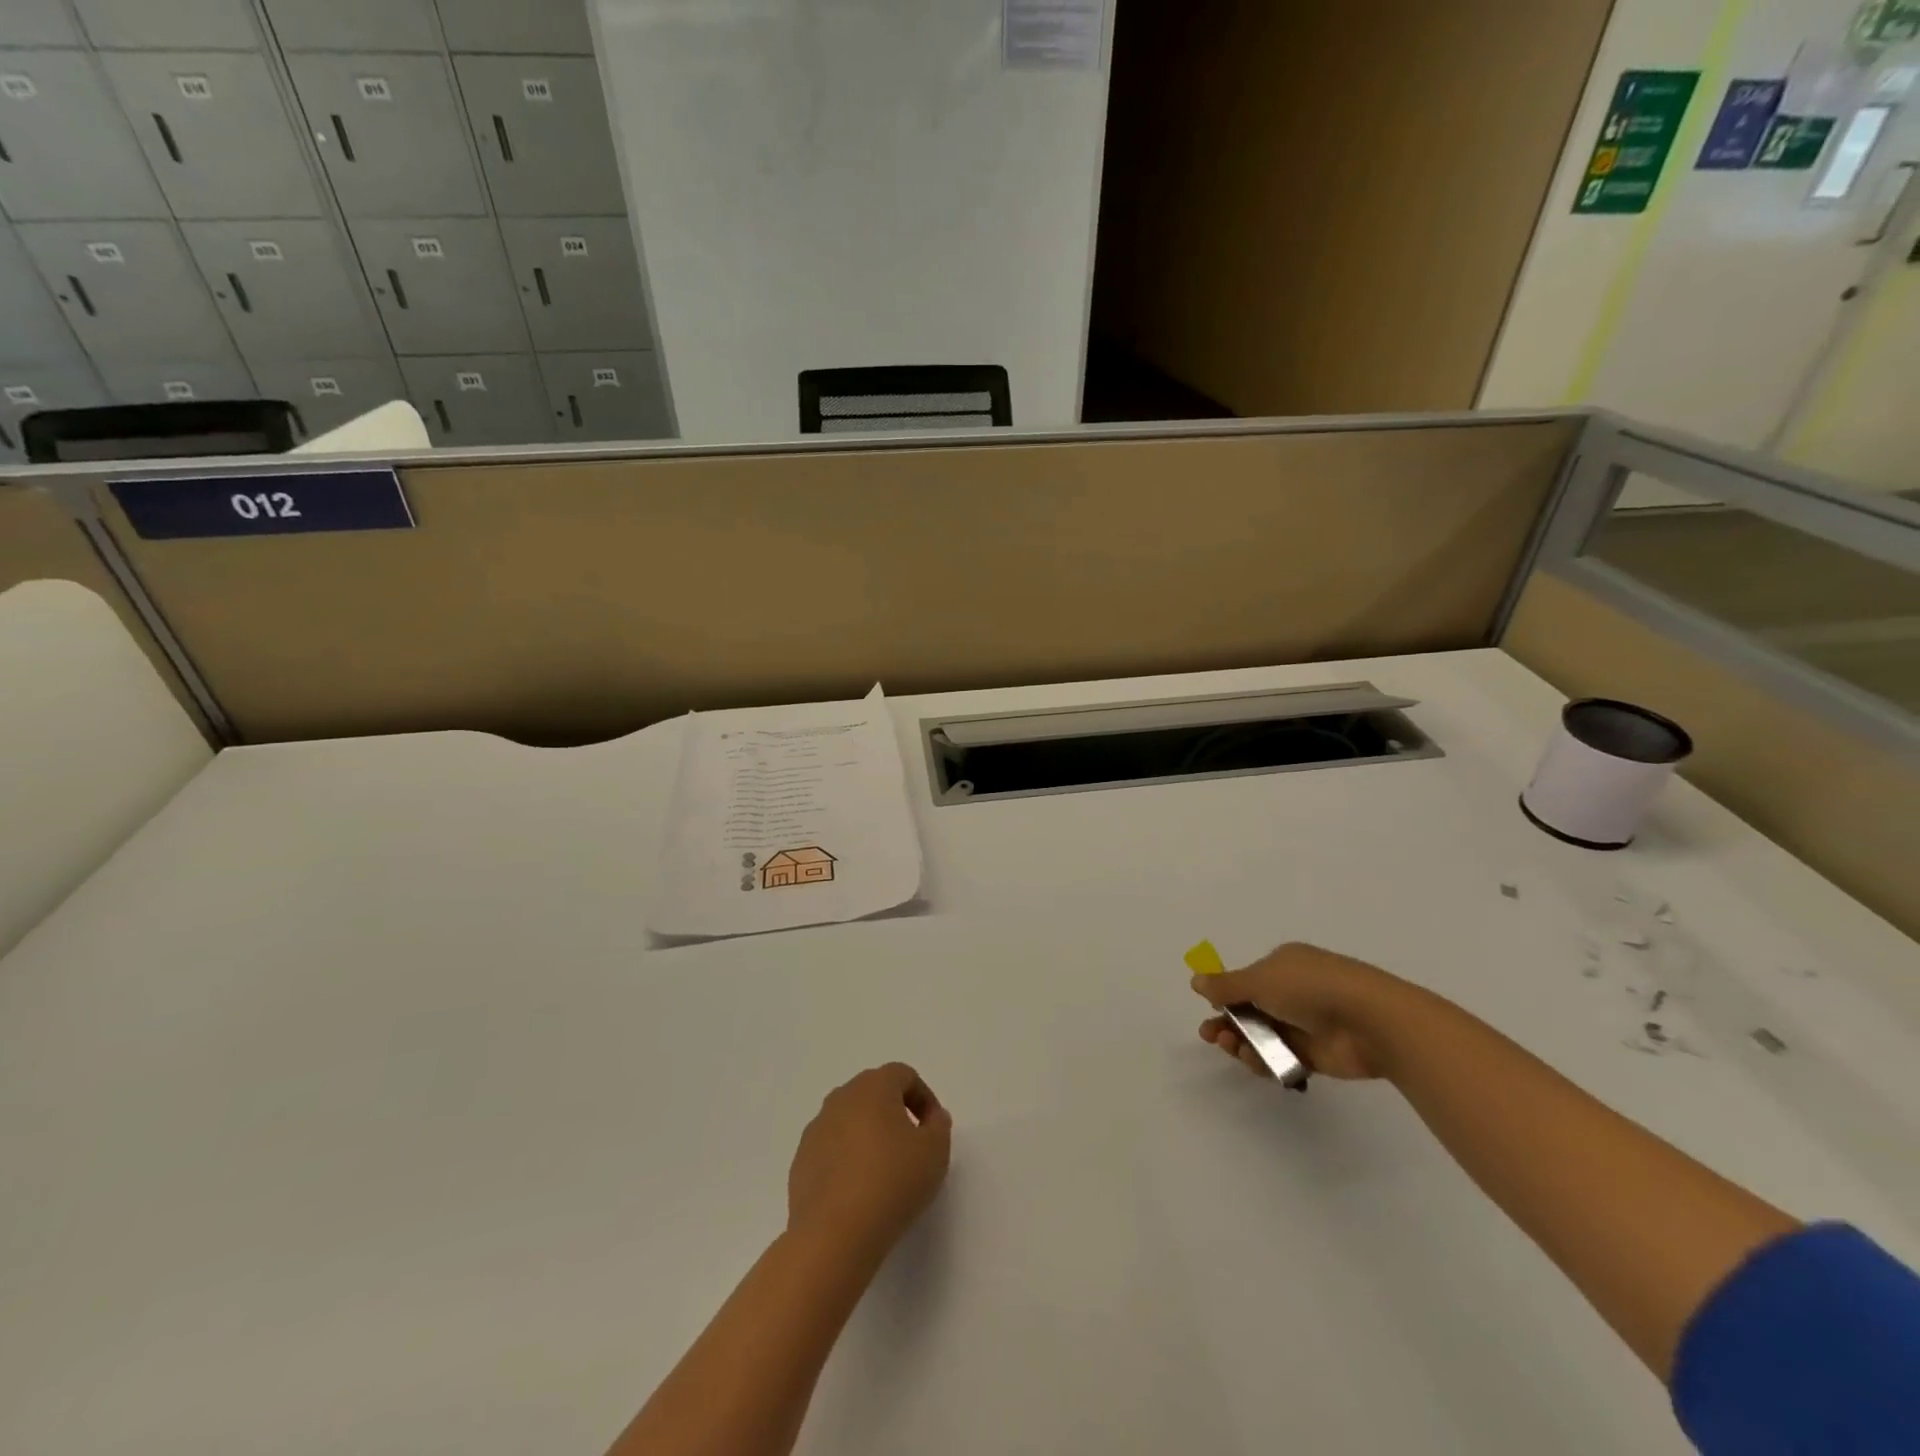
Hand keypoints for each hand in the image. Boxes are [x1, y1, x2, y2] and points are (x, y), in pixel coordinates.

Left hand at [787, 1063, 952, 1255]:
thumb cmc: (892, 1182)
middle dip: (894, 1113)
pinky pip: (831, 1149)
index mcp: (873, 1086)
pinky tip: (858, 1192)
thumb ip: (939, 1126)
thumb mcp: (935, 1153)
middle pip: (873, 1093)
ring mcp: (816, 1129)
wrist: (834, 1235)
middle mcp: (841, 1098)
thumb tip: (932, 1117)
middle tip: (911, 1147)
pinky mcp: (800, 1161)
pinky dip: (846, 1160)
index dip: (924, 1098)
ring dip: (868, 1136)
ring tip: (884, 1173)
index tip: (933, 1130)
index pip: (903, 1075)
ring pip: (849, 1120)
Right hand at [1193, 942, 1407, 1080]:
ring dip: (1243, 1042)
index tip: (1210, 1011)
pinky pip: (1281, 1057)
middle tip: (1211, 1036)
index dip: (1226, 996)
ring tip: (1234, 1049)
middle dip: (1229, 1022)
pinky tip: (1255, 1062)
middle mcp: (1293, 991)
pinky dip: (1265, 1060)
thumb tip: (1196, 980)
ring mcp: (1305, 1023)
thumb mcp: (1259, 980)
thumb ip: (1226, 986)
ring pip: (1263, 1035)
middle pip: (1251, 1009)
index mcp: (1283, 965)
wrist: (1370, 1021)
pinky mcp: (1316, 1054)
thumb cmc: (1310, 988)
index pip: (1247, 980)